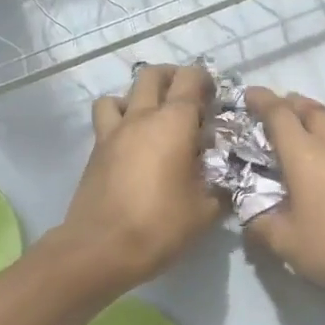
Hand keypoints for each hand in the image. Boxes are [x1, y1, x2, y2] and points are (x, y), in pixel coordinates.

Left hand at [60, 63, 221, 286]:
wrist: (100, 249)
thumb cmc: (159, 226)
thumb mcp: (205, 211)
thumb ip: (221, 187)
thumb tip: (228, 179)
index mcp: (174, 123)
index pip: (191, 80)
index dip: (206, 80)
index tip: (216, 97)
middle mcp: (141, 117)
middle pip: (153, 75)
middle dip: (173, 77)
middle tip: (188, 99)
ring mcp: (112, 132)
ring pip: (121, 93)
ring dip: (139, 96)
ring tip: (153, 117)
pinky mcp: (95, 150)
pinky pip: (105, 118)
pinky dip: (117, 117)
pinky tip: (130, 141)